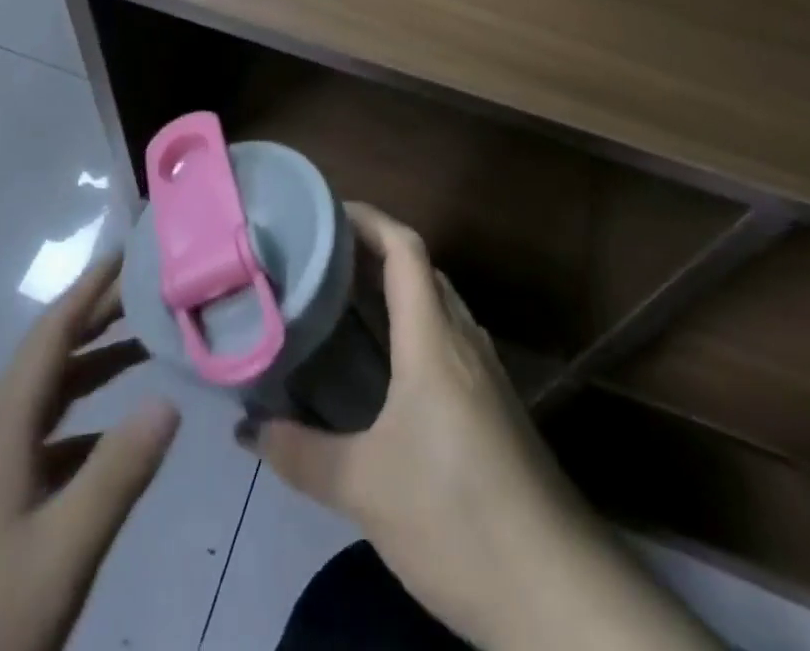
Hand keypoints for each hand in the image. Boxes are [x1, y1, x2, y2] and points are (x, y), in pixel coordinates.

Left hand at [0, 254, 179, 650]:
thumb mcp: (60, 554)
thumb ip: (117, 474)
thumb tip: (169, 399)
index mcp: (1, 428)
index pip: (51, 335)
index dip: (89, 289)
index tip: (127, 253)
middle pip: (50, 357)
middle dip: (97, 317)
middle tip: (149, 288)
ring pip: (46, 398)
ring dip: (92, 366)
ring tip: (143, 344)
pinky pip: (42, 439)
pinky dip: (81, 421)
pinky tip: (110, 438)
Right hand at [242, 205, 713, 650]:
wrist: (563, 599)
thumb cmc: (458, 519)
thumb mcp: (365, 490)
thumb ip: (301, 454)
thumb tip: (246, 429)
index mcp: (434, 341)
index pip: (405, 250)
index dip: (368, 219)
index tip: (325, 211)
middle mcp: (465, 344)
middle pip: (423, 271)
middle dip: (375, 252)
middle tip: (322, 258)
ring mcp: (488, 378)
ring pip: (439, 308)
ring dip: (398, 291)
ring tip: (346, 302)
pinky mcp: (499, 412)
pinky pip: (451, 344)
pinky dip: (416, 331)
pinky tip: (388, 370)